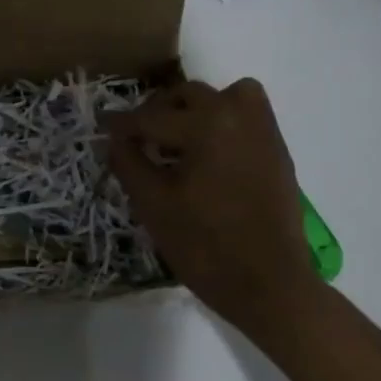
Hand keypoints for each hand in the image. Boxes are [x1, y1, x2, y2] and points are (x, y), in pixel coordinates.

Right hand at [107, 79, 321, 338]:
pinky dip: (225, 121)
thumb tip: (115, 139)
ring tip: (179, 139)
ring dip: (197, 109)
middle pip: (188, 96)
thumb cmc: (204, 246)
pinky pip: (248, 116)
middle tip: (139, 139)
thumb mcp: (153, 205)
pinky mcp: (277, 152)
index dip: (122, 125)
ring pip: (226, 96)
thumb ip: (129, 163)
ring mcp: (264, 132)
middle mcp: (239, 115)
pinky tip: (209, 155)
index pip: (152, 117)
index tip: (103, 127)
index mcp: (207, 125)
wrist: (269, 284)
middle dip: (158, 112)